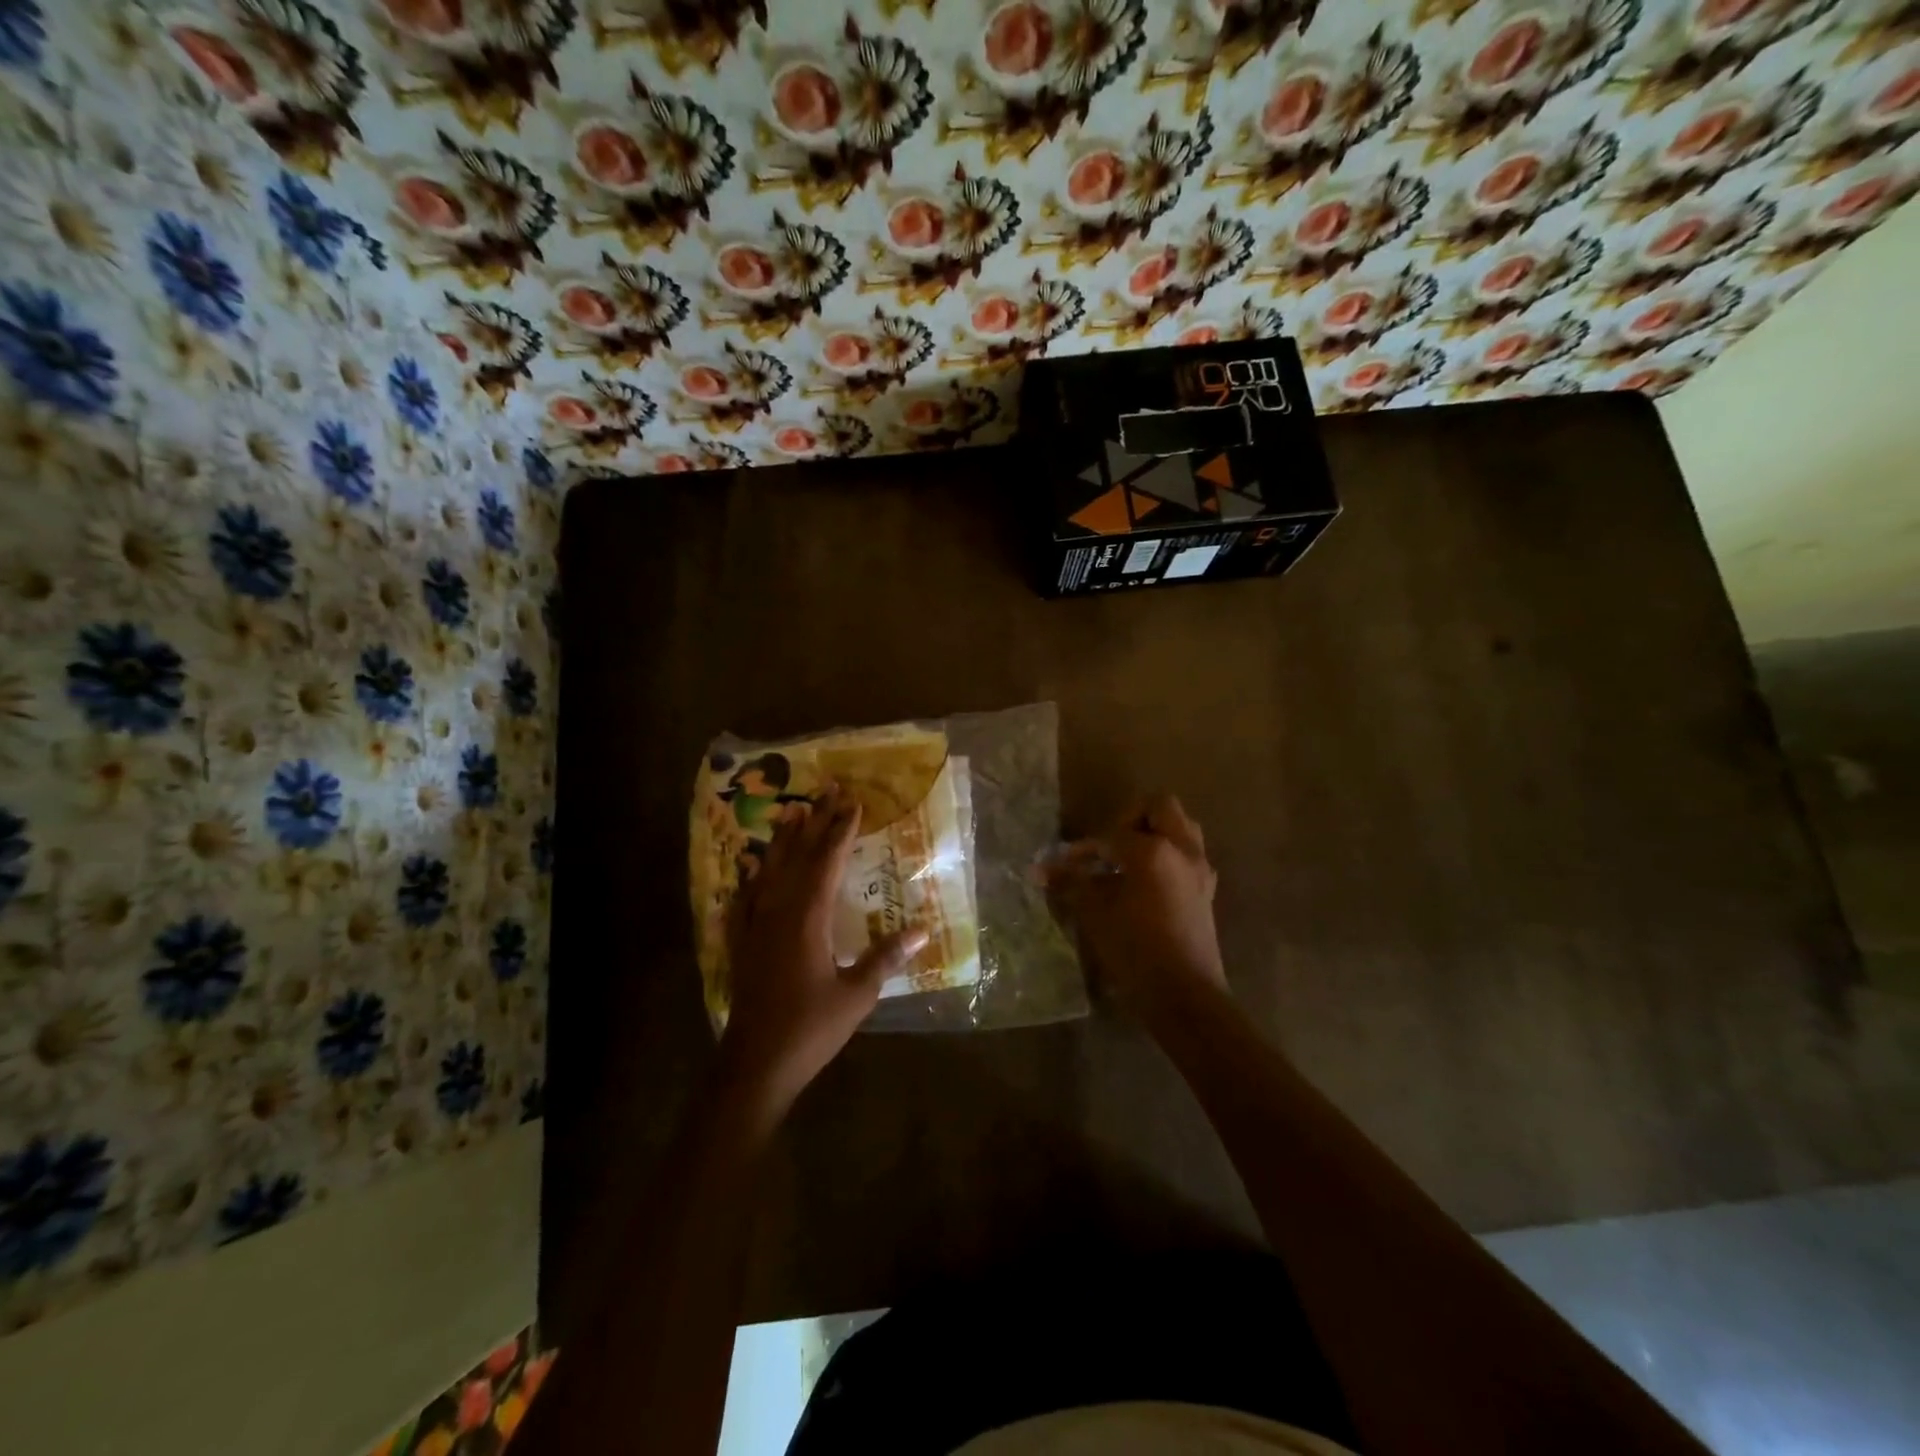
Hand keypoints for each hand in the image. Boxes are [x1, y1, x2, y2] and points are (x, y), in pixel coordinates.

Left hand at [719, 785, 927, 1118]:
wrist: (755, 1064)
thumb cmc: (811, 1028)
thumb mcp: (857, 994)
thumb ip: (886, 957)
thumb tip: (922, 930)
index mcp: (806, 918)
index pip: (827, 862)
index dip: (841, 830)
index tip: (854, 802)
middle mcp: (777, 911)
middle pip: (798, 856)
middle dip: (815, 822)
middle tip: (827, 790)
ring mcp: (754, 925)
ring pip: (769, 870)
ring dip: (784, 840)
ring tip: (793, 812)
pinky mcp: (742, 943)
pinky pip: (746, 896)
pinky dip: (754, 875)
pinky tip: (753, 867)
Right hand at [1046, 793, 1227, 1027]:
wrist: (1185, 997)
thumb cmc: (1135, 950)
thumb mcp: (1095, 913)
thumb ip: (1071, 882)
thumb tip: (1040, 869)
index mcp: (1153, 850)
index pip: (1112, 835)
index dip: (1085, 849)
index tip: (1065, 864)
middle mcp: (1182, 850)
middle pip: (1159, 807)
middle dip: (1130, 819)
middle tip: (1109, 847)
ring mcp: (1199, 869)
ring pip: (1180, 828)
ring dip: (1154, 833)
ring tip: (1127, 860)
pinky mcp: (1207, 891)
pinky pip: (1187, 855)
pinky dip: (1166, 856)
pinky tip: (1144, 883)